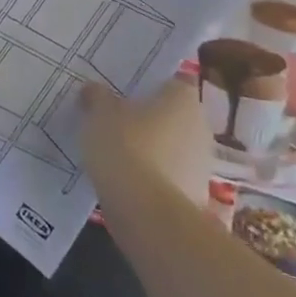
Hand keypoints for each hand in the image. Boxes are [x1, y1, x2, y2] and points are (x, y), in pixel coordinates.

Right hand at [79, 77, 212, 210]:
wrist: (147, 213)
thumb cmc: (125, 147)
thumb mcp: (99, 114)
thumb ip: (97, 97)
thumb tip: (93, 89)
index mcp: (183, 98)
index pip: (169, 82)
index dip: (146, 87)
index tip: (123, 94)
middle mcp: (201, 126)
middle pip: (171, 116)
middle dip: (148, 120)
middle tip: (115, 122)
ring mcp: (202, 164)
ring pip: (171, 148)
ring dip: (151, 151)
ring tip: (117, 156)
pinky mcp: (196, 196)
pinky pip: (169, 177)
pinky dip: (152, 178)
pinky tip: (126, 183)